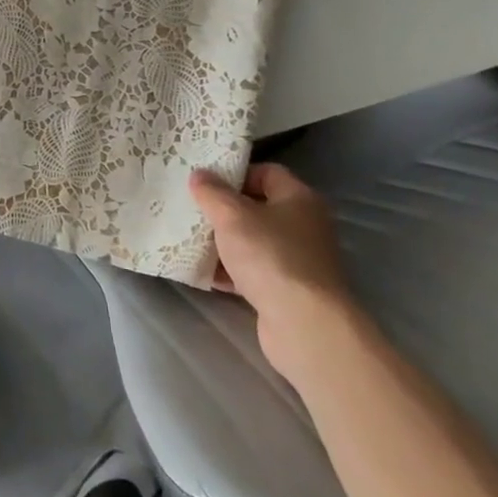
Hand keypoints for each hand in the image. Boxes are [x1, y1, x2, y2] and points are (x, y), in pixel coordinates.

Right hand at [191, 164, 355, 380]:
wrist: (304, 324)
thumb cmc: (270, 256)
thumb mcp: (231, 216)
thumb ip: (212, 192)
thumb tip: (199, 174)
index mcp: (299, 199)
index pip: (268, 173)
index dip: (236, 173)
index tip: (206, 181)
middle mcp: (304, 226)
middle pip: (259, 208)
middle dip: (225, 210)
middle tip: (194, 208)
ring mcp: (299, 260)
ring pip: (255, 241)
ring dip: (225, 242)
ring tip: (192, 240)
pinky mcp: (289, 290)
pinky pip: (255, 271)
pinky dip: (232, 271)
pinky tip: (206, 273)